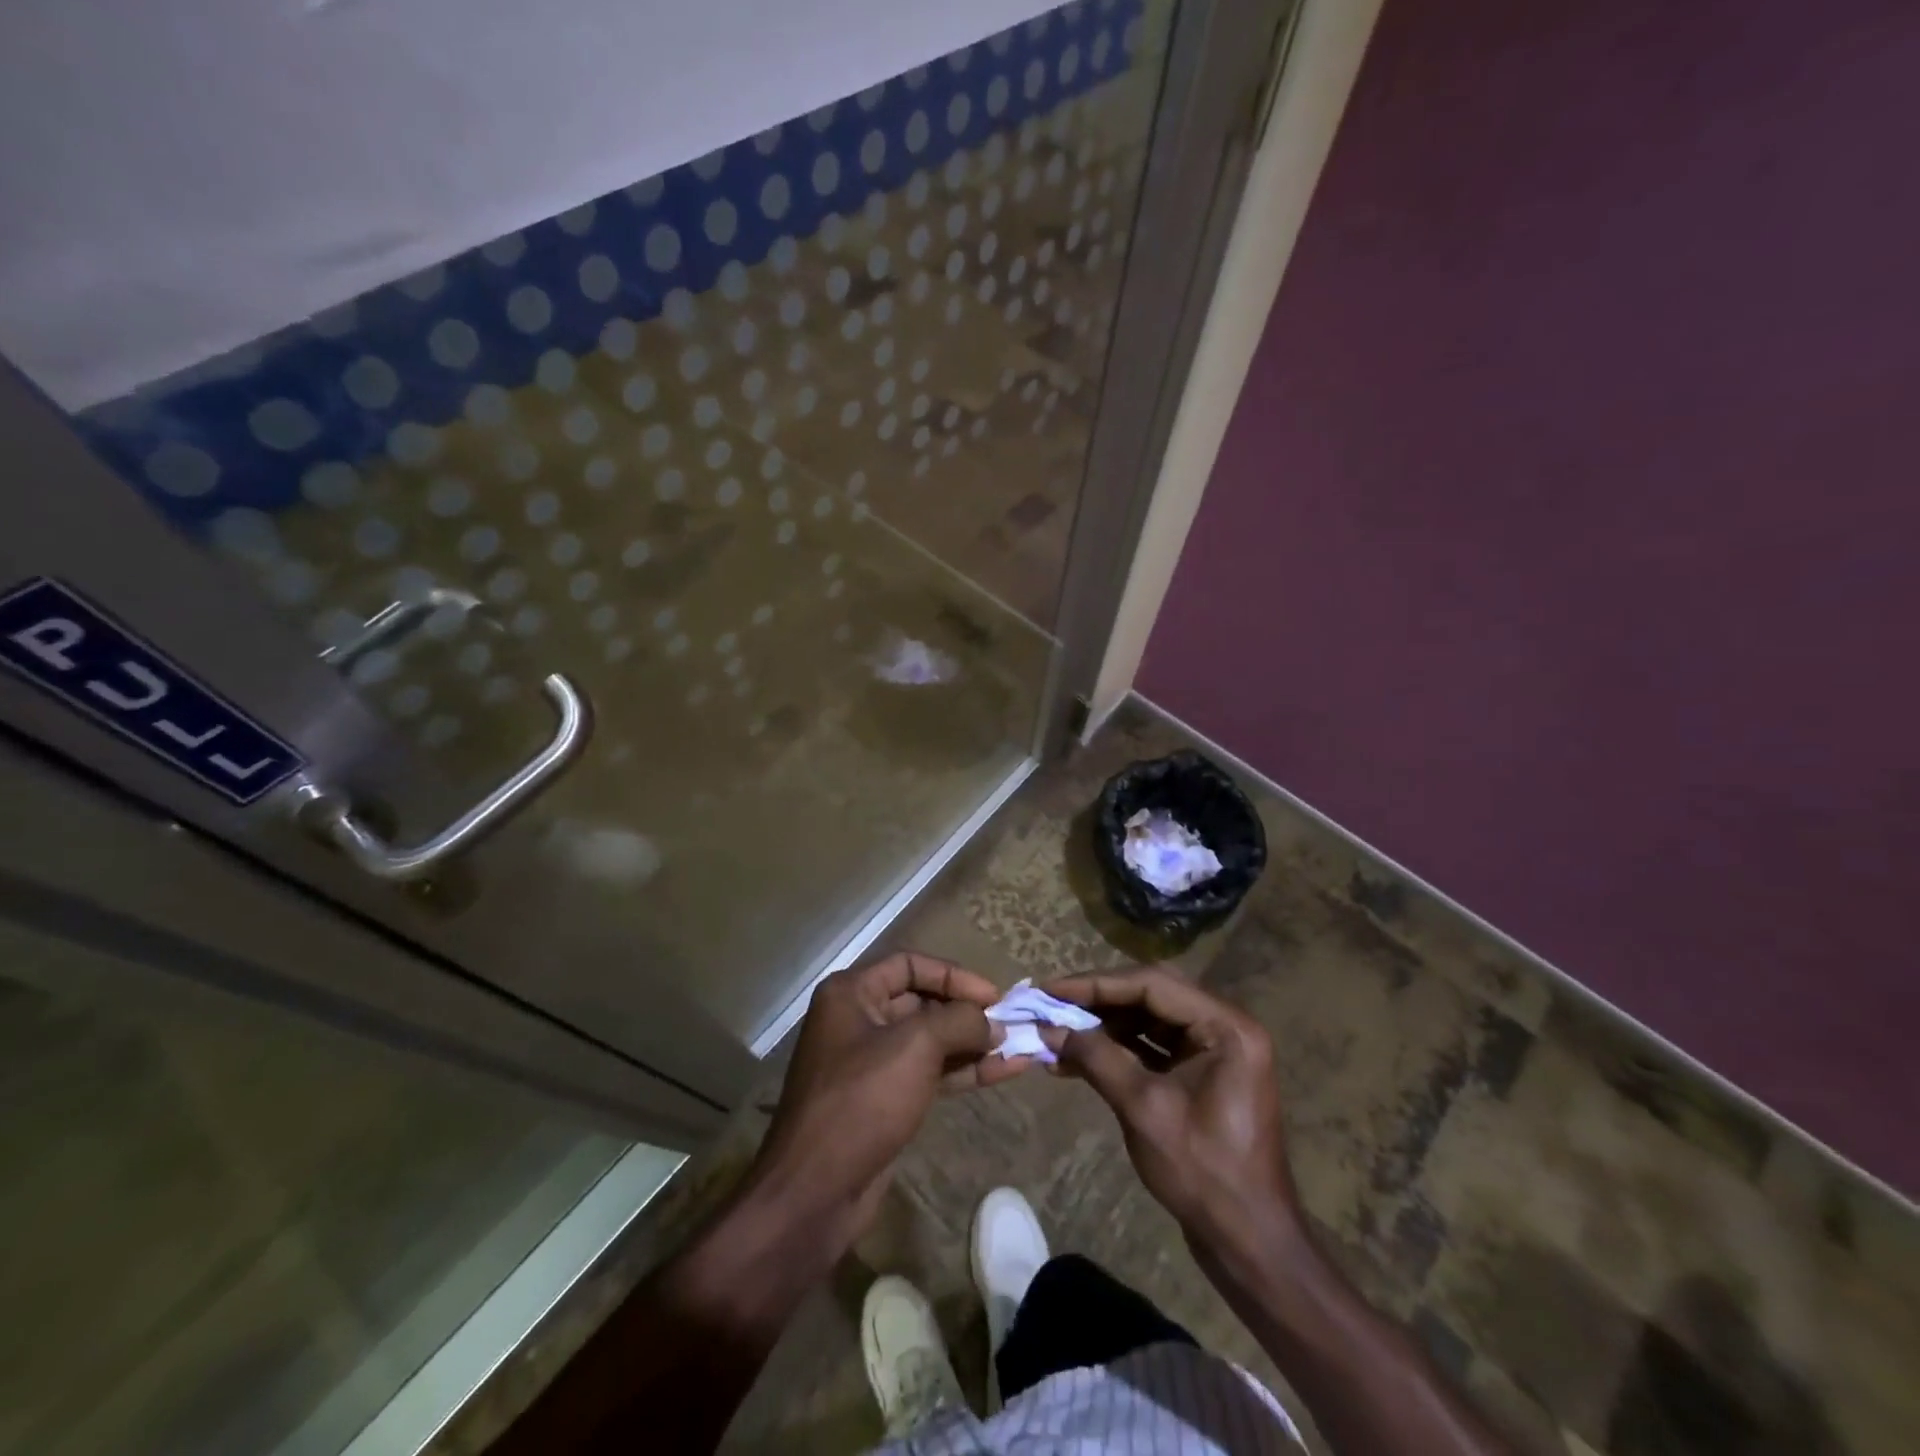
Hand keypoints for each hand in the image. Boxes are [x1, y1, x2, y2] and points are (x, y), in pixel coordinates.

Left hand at [751, 953, 1030, 1248]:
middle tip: (1012, 1024)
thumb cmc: (862, 1100)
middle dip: (967, 1012)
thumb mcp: (915, 1046)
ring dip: (974, 1043)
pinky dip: (965, 1071)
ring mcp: (871, 1063)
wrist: (815, 1191)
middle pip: (922, 1001)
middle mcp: (859, 1020)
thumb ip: (959, 1022)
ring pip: (931, 1041)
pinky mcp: (885, 1100)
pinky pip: (930, 1073)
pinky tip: (1005, 1071)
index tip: (994, 996)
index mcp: (852, 994)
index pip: (910, 964)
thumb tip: (992, 1024)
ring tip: (1020, 1047)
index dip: (954, 976)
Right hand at [1043, 968, 1296, 1260]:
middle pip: (1152, 995)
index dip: (1097, 984)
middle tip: (1052, 1002)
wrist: (1249, 1242)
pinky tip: (1078, 1056)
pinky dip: (1119, 1048)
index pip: (1153, 985)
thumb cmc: (1203, 1172)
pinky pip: (1155, 1046)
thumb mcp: (1143, 1109)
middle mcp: (1225, 1027)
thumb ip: (1096, 1058)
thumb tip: (1048, 1028)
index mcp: (1226, 1027)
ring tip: (1058, 1031)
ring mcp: (1216, 1050)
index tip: (1051, 989)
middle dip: (1098, 1000)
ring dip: (1104, 1025)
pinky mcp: (1203, 1073)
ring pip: (1150, 1019)